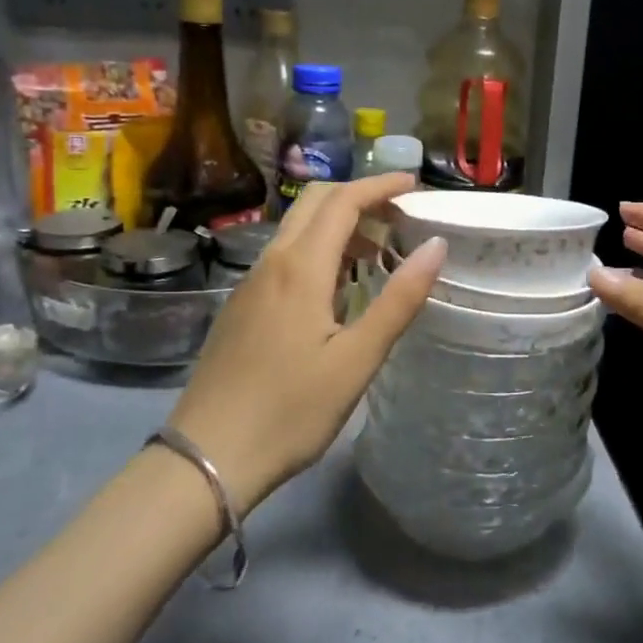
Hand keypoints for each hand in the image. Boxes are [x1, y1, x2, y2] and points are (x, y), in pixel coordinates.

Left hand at [169, 174, 443, 506]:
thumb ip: (399, 299)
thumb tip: (435, 247)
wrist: (207, 457)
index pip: (342, 201)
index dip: (380, 186)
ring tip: (378, 249)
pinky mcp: (241, 307)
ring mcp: (250, 284)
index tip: (415, 185)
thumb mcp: (357, 360)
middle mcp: (271, 263)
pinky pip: (284, 257)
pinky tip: (337, 286)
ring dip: (338, 224)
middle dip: (358, 195)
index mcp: (300, 268)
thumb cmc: (291, 411)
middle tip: (399, 213)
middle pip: (314, 203)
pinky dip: (318, 249)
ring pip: (296, 229)